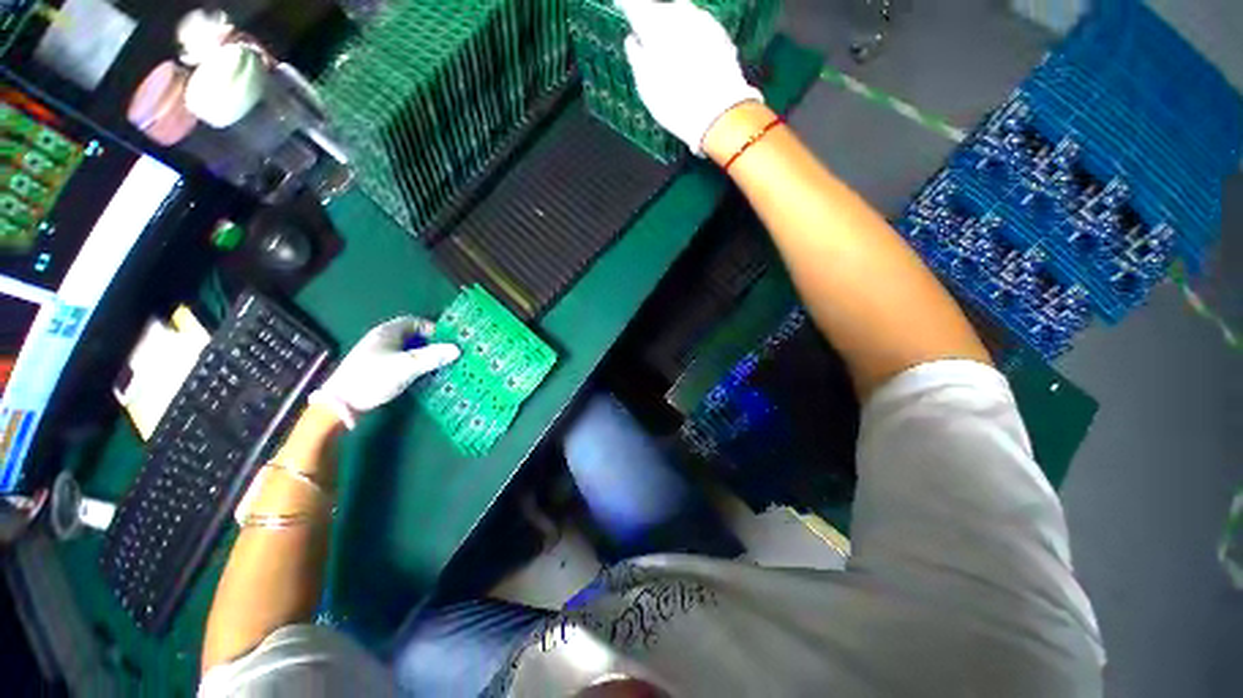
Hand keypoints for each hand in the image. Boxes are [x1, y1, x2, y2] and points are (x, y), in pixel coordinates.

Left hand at [308, 317, 458, 428]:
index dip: (433, 329)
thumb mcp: (407, 366)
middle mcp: (381, 339)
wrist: (340, 404)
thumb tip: (457, 349)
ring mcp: (376, 354)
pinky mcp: (374, 368)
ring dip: (422, 355)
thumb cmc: (373, 378)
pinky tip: (420, 376)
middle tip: (446, 354)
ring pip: (406, 349)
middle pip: (411, 335)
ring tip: (438, 366)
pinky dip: (412, 364)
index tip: (447, 341)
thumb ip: (432, 357)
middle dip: (430, 343)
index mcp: (388, 332)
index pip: (415, 321)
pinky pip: (400, 360)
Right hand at [617, 0, 762, 155]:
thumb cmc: (676, 104)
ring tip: (670, 50)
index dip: (627, 5)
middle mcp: (679, 16)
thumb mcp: (646, 87)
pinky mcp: (720, 34)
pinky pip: (700, 27)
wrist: (719, 113)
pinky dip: (691, 36)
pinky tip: (691, 57)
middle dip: (654, 18)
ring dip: (674, 26)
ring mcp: (702, 22)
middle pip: (662, 9)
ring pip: (682, 15)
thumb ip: (637, 58)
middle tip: (647, 35)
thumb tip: (632, 42)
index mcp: (655, 27)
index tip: (621, 4)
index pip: (635, 6)